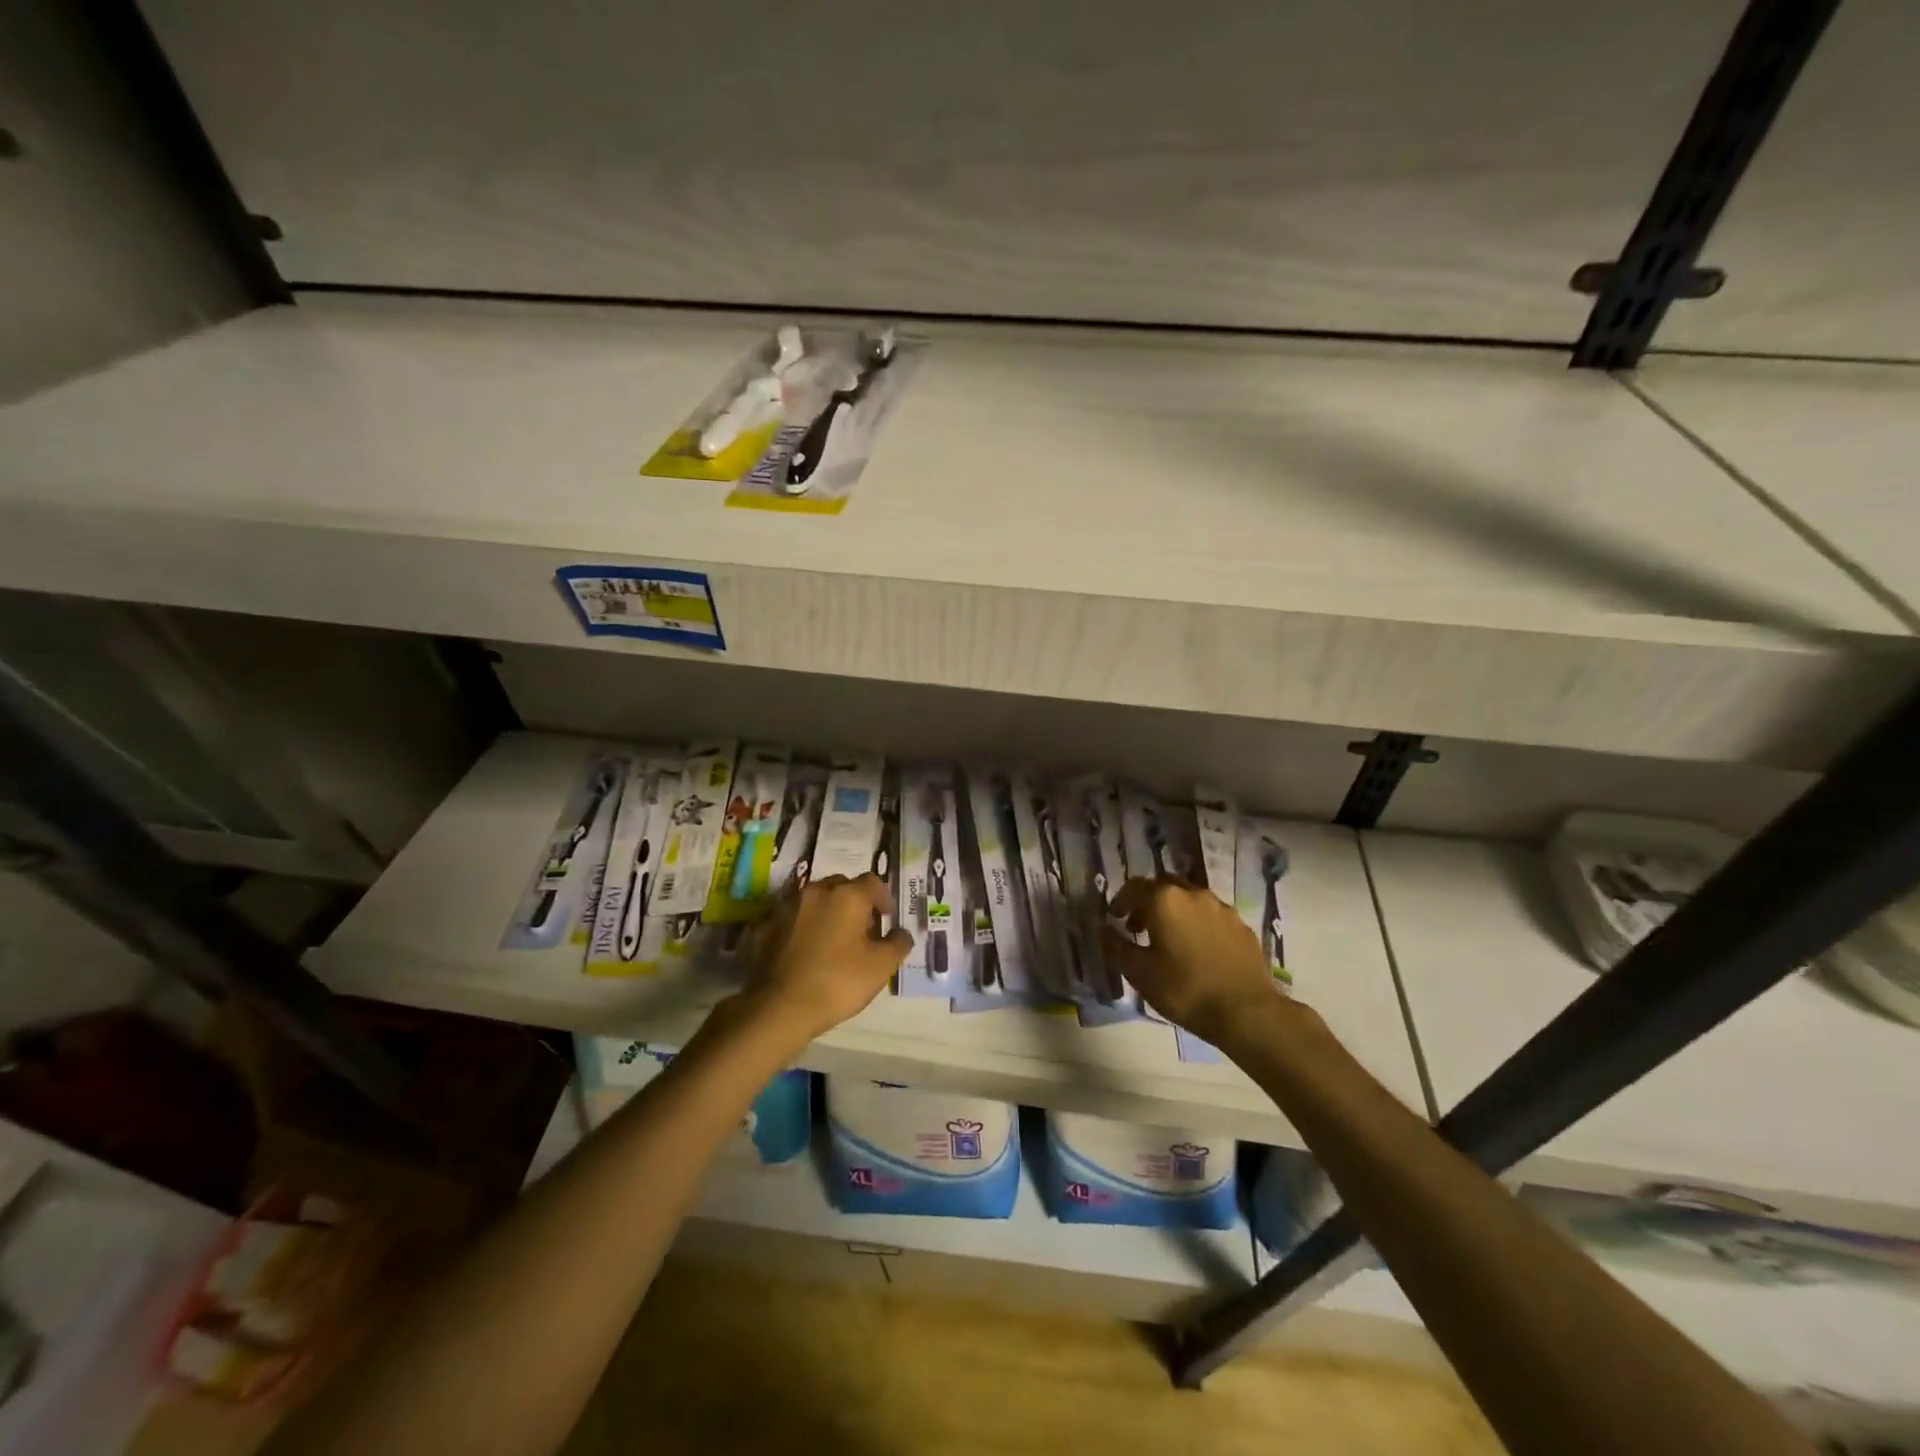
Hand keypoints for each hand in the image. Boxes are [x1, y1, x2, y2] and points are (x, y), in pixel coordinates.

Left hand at [739, 874, 911, 1045]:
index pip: (872, 882)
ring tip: (833, 938)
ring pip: (815, 899)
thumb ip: (898, 943)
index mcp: (847, 896)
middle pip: (841, 885)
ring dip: (827, 911)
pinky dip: (803, 926)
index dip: (883, 897)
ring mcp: (787, 906)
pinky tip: (806, 949)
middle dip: (854, 900)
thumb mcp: (881, 967)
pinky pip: (793, 918)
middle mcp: (816, 892)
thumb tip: (900, 932)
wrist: (780, 1007)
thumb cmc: (838, 982)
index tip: (887, 918)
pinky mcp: (766, 926)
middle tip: (862, 927)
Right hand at [1102, 877, 1284, 1048]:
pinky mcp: (1241, 926)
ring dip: (1175, 911)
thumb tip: (1103, 929)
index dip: (1121, 901)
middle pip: (1164, 886)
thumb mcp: (1140, 973)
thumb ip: (1116, 946)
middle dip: (1148, 902)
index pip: (1134, 887)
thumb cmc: (1185, 989)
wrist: (1247, 1012)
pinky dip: (1198, 924)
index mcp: (1165, 900)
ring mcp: (1221, 908)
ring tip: (1170, 939)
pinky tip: (1199, 950)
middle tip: (1140, 927)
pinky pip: (1212, 915)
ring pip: (1190, 898)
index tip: (1116, 919)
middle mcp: (1193, 893)